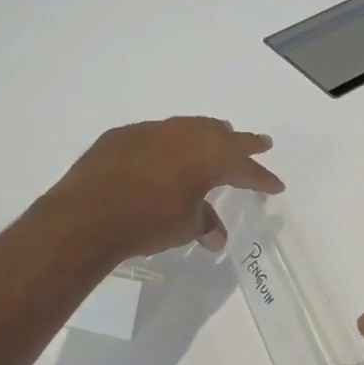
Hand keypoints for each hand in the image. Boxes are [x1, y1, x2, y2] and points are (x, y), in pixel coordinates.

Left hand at [46, 117, 283, 259]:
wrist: (88, 215)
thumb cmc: (148, 222)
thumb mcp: (185, 227)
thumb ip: (204, 224)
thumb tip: (215, 236)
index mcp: (210, 156)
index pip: (245, 168)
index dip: (262, 179)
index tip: (276, 185)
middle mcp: (186, 135)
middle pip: (223, 136)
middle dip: (244, 143)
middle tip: (262, 143)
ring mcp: (152, 130)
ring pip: (190, 128)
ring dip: (207, 135)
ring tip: (217, 136)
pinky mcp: (123, 135)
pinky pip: (157, 135)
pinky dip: (170, 144)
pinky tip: (166, 154)